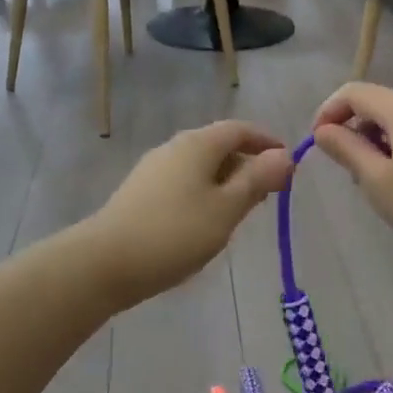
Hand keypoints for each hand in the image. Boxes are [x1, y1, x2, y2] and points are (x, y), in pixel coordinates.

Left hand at [88, 121, 293, 302]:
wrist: (104, 262)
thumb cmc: (175, 233)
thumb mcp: (226, 209)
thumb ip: (257, 181)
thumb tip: (284, 156)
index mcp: (197, 144)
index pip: (239, 129)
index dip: (266, 142)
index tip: (287, 164)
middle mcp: (173, 148)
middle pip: (219, 146)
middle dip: (247, 165)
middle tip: (268, 195)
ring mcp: (153, 170)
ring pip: (200, 167)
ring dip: (225, 183)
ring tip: (240, 213)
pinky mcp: (140, 193)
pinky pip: (183, 183)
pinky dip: (203, 194)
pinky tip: (205, 224)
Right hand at [311, 83, 392, 276]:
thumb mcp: (377, 182)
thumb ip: (346, 150)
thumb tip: (324, 130)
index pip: (354, 92)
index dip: (328, 112)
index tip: (317, 144)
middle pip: (379, 104)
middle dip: (355, 130)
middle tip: (348, 172)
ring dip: (379, 143)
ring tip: (377, 184)